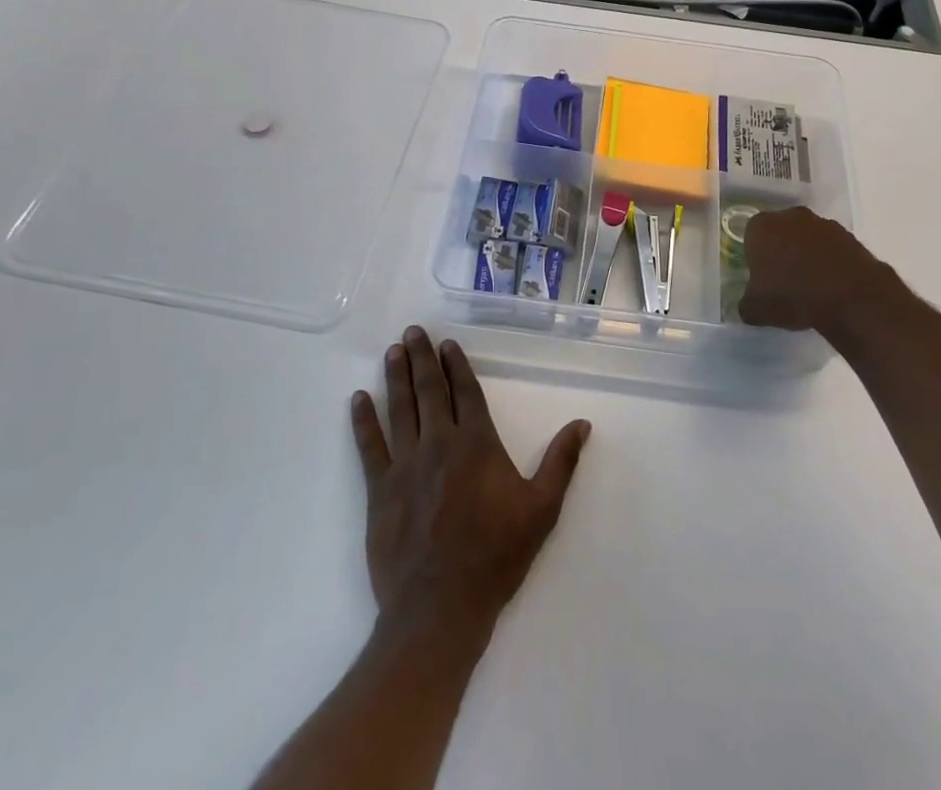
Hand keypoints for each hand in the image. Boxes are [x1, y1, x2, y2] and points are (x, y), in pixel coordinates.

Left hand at [350, 328, 591, 646]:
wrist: (441, 609)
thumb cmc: (496, 556)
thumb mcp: (542, 509)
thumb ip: (561, 462)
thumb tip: (583, 423)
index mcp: (477, 444)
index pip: (466, 392)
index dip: (456, 365)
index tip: (446, 343)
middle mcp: (440, 443)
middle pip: (430, 391)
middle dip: (421, 358)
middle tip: (412, 332)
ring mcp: (406, 465)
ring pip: (400, 409)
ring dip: (396, 377)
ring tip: (392, 351)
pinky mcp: (380, 490)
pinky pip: (369, 446)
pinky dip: (363, 421)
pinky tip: (358, 399)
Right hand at [738, 207, 910, 338]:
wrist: (850, 297)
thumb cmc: (793, 296)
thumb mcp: (758, 310)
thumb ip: (747, 305)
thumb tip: (748, 306)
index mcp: (761, 227)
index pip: (750, 237)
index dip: (755, 257)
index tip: (761, 278)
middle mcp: (790, 217)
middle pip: (780, 232)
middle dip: (781, 251)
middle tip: (784, 281)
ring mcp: (822, 223)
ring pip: (807, 238)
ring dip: (807, 254)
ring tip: (811, 286)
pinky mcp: (848, 236)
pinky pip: (831, 247)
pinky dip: (829, 261)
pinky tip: (832, 285)